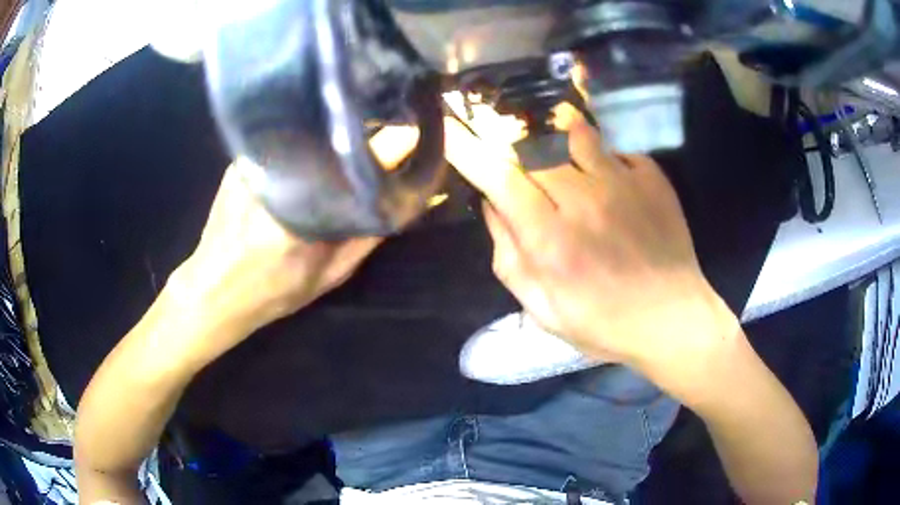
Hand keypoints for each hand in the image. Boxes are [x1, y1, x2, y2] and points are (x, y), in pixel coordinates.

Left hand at [166, 127, 418, 362]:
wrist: (214, 290)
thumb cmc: (273, 291)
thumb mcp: (329, 276)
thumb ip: (367, 236)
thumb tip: (404, 201)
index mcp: (303, 214)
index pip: (357, 163)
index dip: (392, 144)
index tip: (412, 133)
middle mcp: (278, 178)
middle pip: (333, 140)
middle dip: (360, 137)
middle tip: (376, 143)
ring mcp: (254, 163)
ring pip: (306, 136)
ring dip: (329, 138)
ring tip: (343, 146)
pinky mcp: (240, 160)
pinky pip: (283, 142)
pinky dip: (301, 145)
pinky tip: (304, 159)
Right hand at [444, 116, 738, 373]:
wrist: (672, 319)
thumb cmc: (603, 323)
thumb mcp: (542, 308)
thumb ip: (509, 256)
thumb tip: (492, 205)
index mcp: (551, 240)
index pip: (499, 177)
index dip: (470, 150)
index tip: (450, 129)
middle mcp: (584, 200)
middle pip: (532, 146)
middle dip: (509, 139)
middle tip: (507, 143)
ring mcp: (622, 182)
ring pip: (573, 131)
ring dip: (552, 132)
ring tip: (551, 144)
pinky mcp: (651, 177)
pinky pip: (612, 147)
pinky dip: (597, 152)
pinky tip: (602, 173)